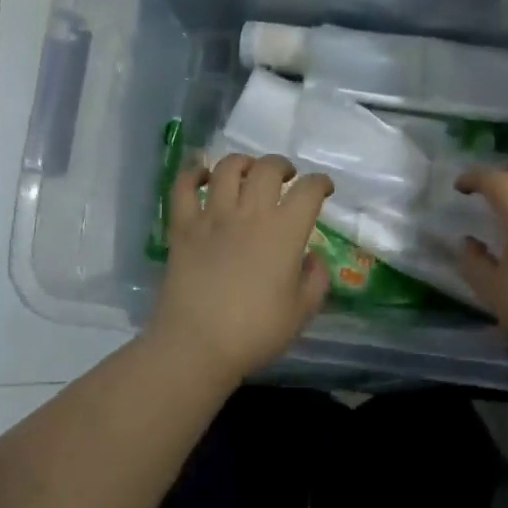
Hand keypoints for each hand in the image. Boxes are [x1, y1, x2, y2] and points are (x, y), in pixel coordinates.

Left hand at [146, 153, 333, 385]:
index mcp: (284, 232)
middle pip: (268, 168)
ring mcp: (212, 216)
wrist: (196, 345)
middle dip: (283, 166)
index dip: (321, 183)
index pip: (309, 191)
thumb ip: (316, 279)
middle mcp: (250, 214)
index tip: (324, 189)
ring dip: (243, 162)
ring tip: (249, 172)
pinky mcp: (182, 226)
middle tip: (287, 177)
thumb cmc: (255, 332)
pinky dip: (193, 174)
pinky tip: (203, 177)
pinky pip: (183, 186)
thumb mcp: (302, 312)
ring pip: (227, 168)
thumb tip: (312, 256)